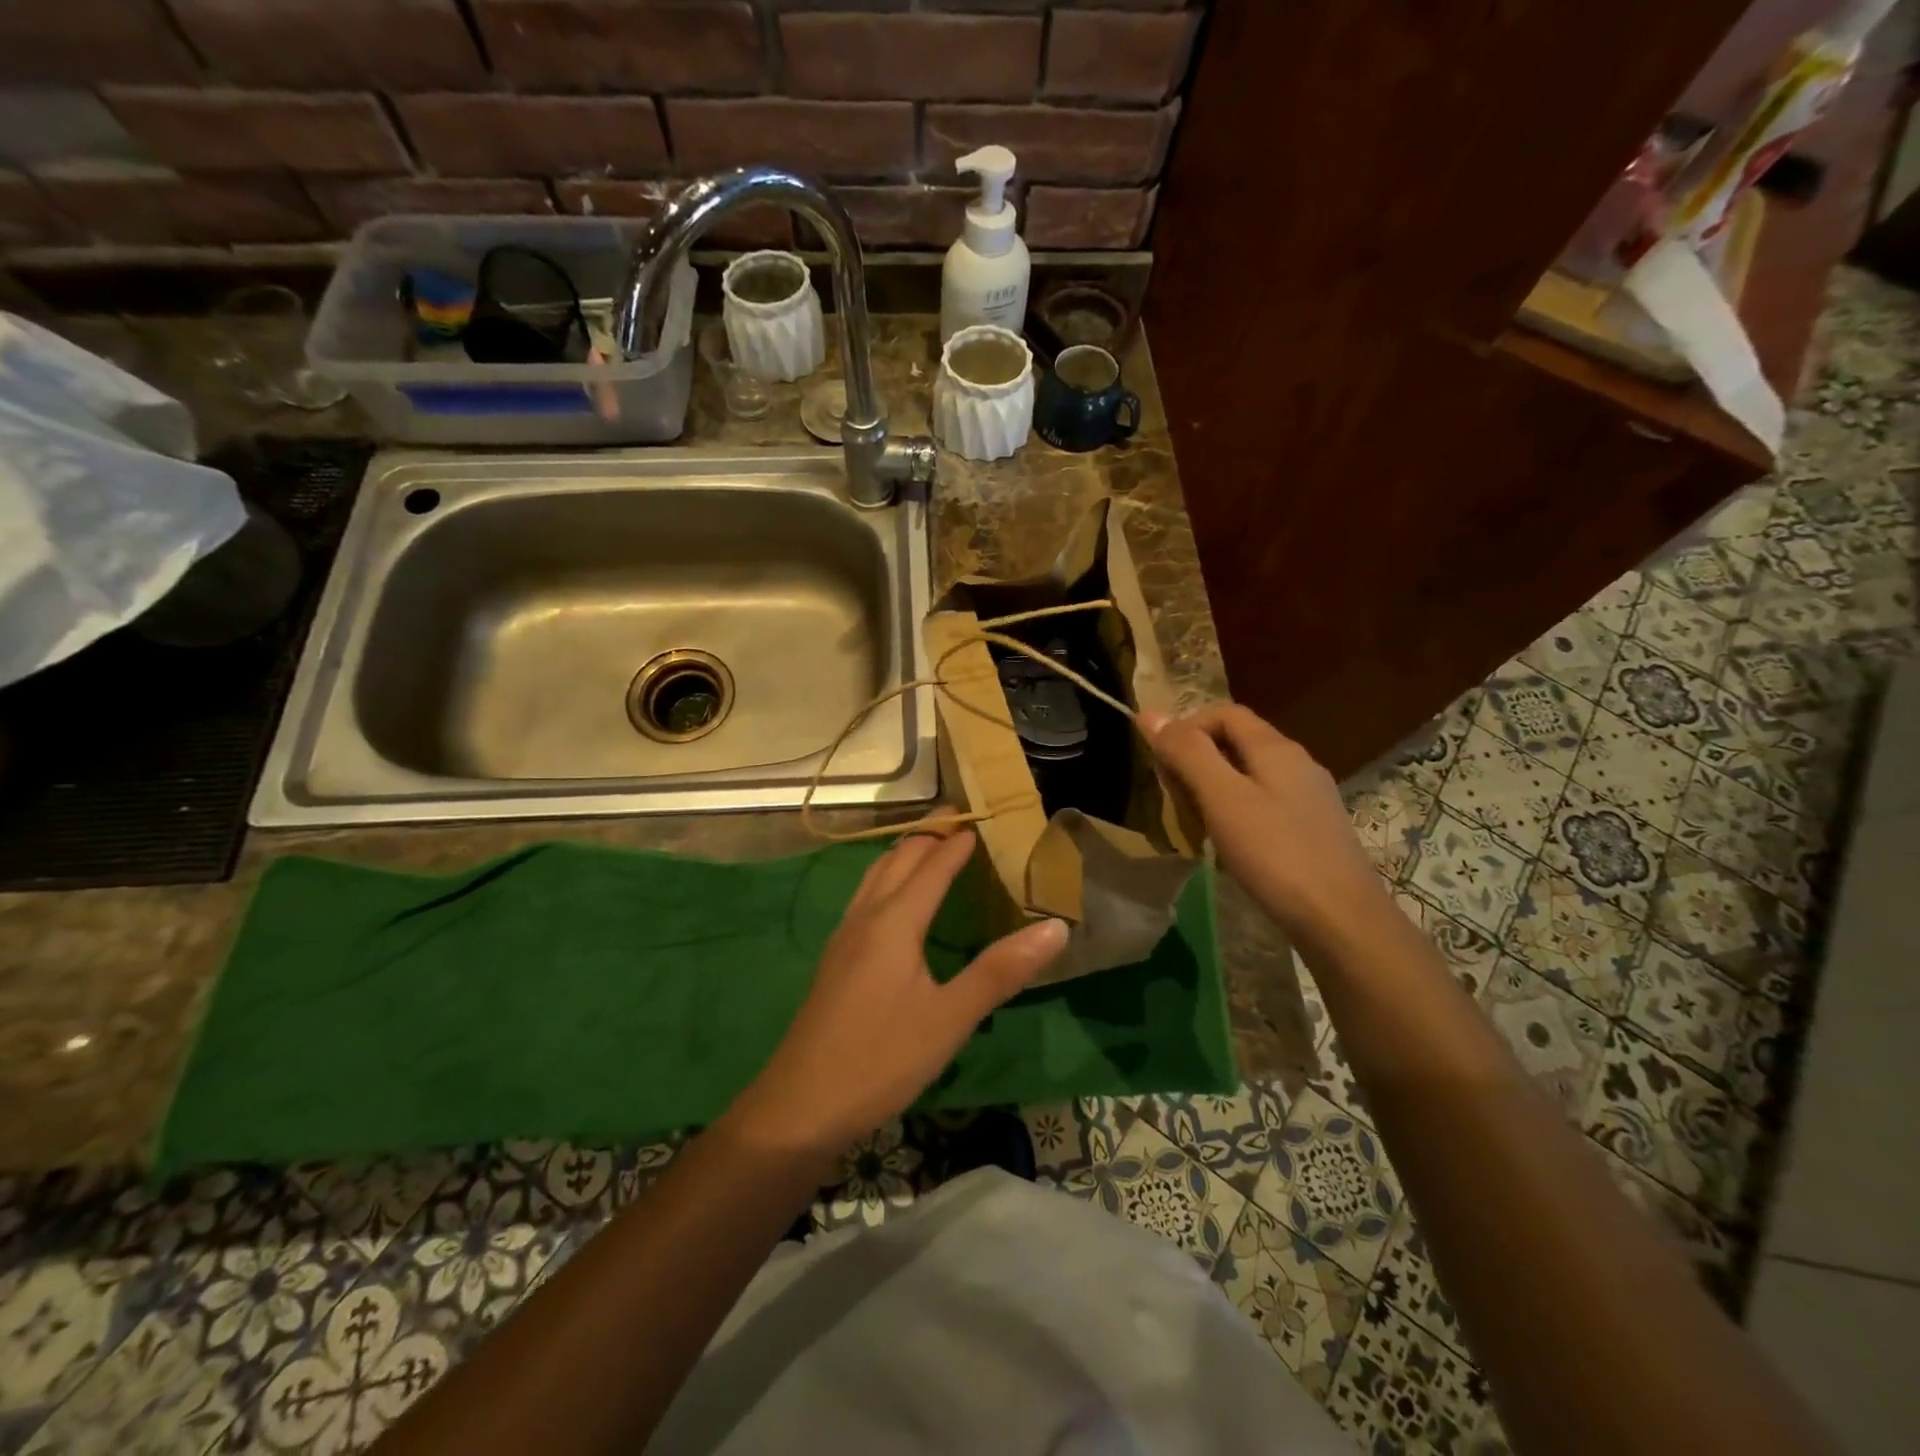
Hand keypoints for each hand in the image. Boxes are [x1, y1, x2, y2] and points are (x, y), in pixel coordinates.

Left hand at [728, 831, 1067, 1153]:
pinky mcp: (836, 960)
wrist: (799, 1107)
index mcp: (894, 922)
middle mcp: (866, 918)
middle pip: (898, 858)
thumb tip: (1055, 927)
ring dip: (905, 853)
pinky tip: (897, 904)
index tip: (983, 817)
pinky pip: (866, 898)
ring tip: (932, 848)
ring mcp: (844, 938)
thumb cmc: (880, 1059)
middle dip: (929, 835)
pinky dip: (889, 879)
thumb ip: (1001, 971)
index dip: (958, 841)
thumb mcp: (950, 1019)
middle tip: (962, 820)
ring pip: (875, 875)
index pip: (932, 865)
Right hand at [1143, 704, 1388, 949]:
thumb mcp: (1222, 799)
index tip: (1161, 763)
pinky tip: (1227, 845)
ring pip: (1249, 775)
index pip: (1225, 713)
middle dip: (1197, 759)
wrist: (1341, 921)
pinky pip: (1264, 804)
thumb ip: (1187, 754)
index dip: (1187, 727)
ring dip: (1213, 789)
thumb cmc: (1276, 854)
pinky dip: (1235, 812)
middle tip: (1174, 797)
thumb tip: (1150, 713)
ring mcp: (1309, 798)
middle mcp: (1297, 763)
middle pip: (1237, 741)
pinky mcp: (1312, 830)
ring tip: (1194, 823)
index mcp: (1276, 748)